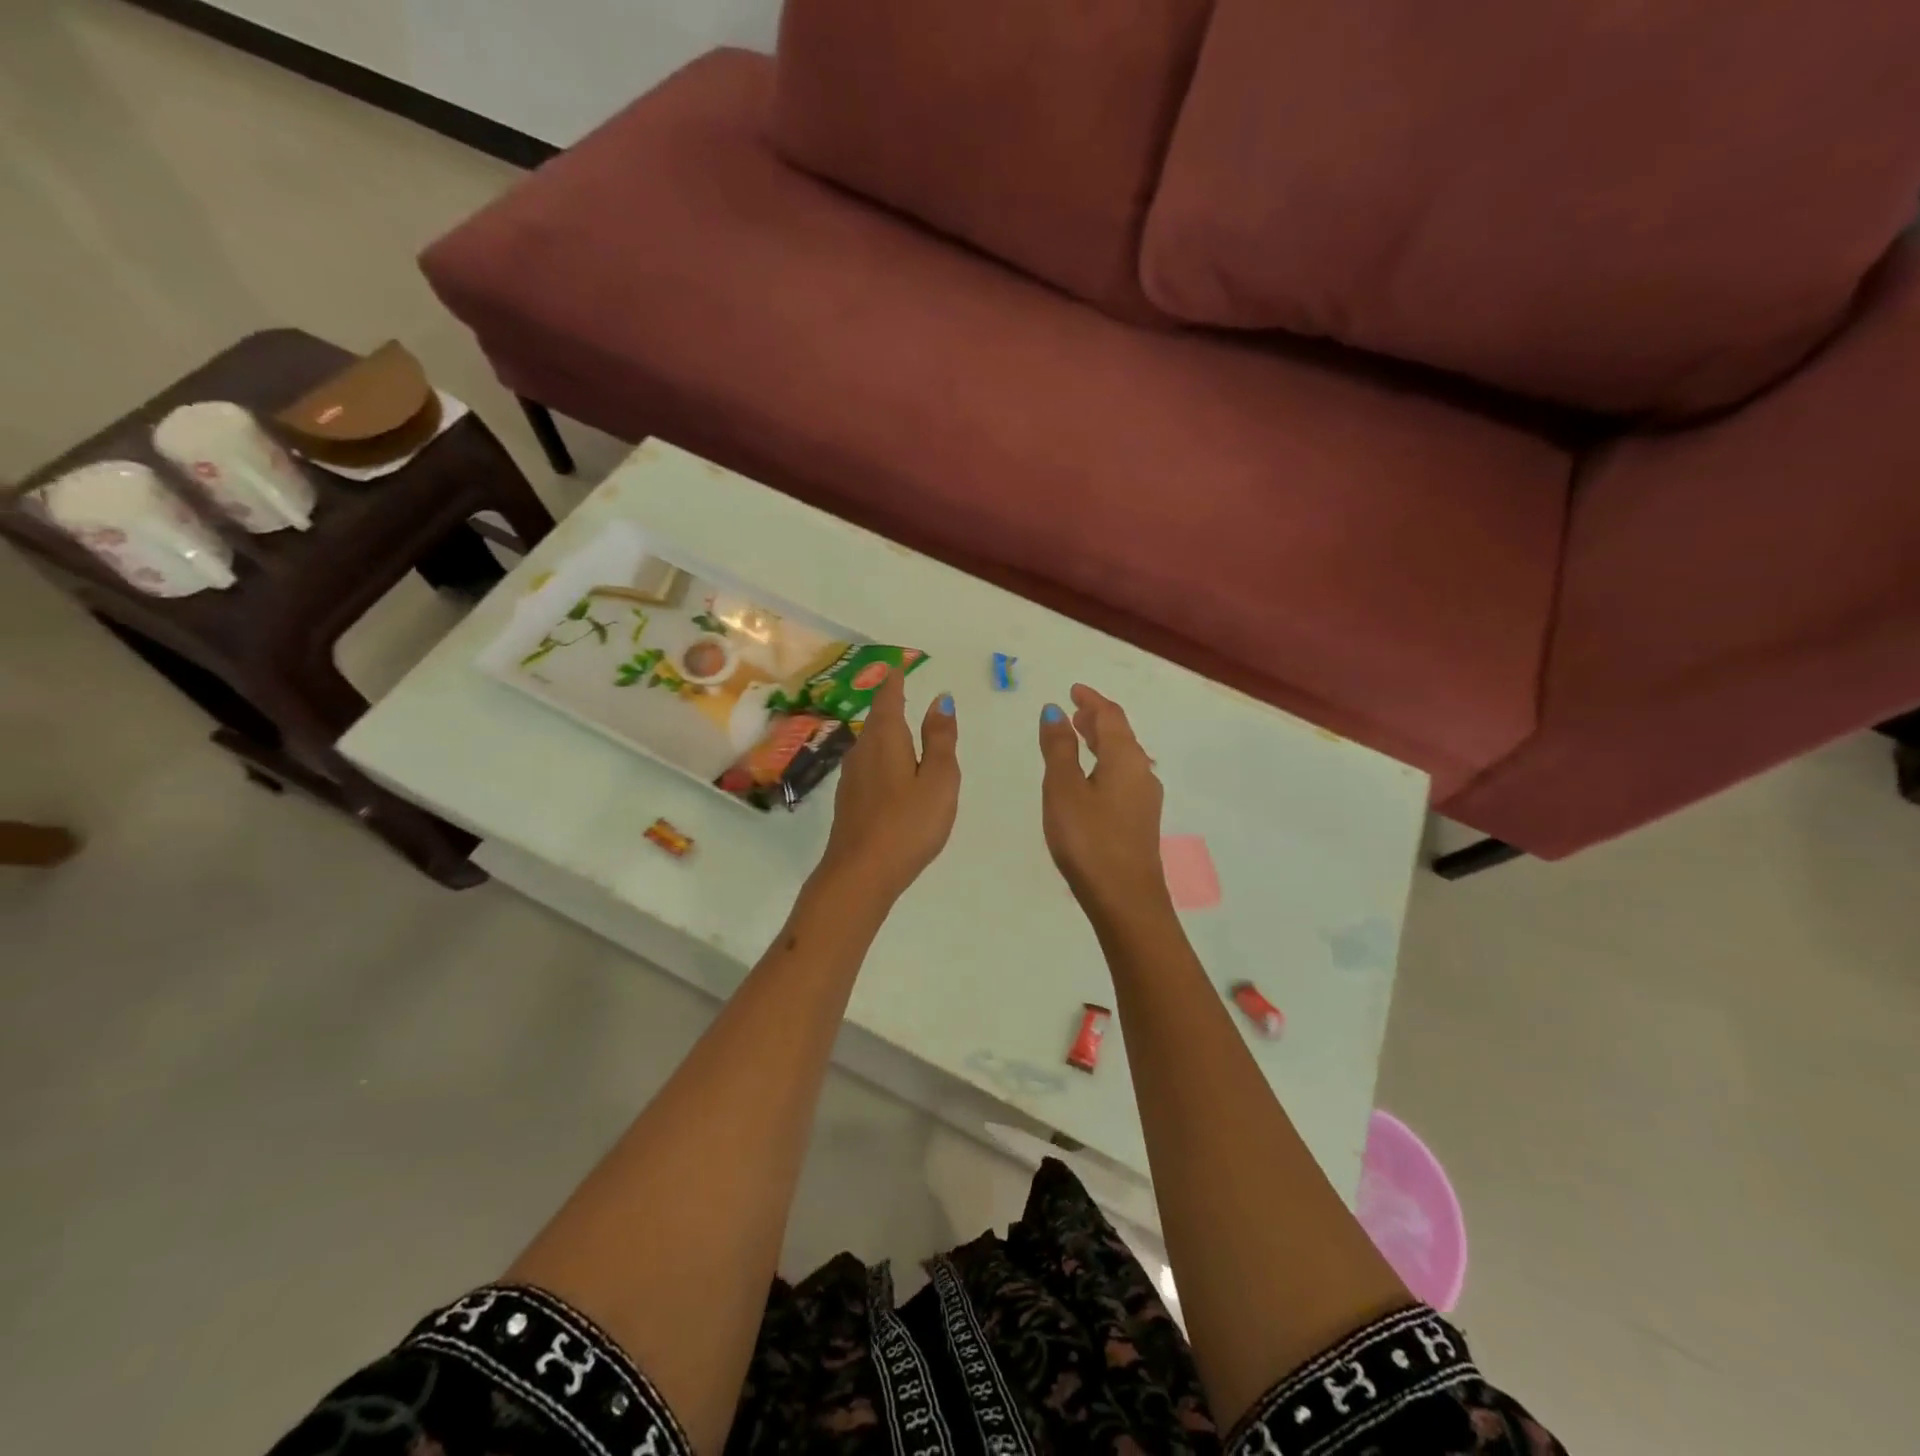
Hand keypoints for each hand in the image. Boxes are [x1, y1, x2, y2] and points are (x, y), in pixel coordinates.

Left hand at [816, 666, 959, 903]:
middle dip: (890, 705)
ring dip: (885, 732)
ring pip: (870, 744)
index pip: (889, 699)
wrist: (860, 873)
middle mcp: (862, 751)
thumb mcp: (938, 780)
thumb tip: (941, 700)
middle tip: (903, 692)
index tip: (899, 667)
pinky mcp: (849, 801)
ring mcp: (851, 777)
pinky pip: (868, 766)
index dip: (895, 681)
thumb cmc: (908, 824)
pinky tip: (891, 772)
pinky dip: (882, 757)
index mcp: (886, 739)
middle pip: (876, 720)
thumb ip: (941, 740)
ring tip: (902, 729)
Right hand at [1038, 684, 1170, 924]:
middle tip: (1074, 711)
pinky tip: (1091, 779)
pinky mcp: (1140, 820)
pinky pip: (1123, 777)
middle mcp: (1141, 772)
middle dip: (1097, 719)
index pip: (1110, 716)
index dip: (1091, 700)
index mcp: (1125, 758)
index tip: (1073, 690)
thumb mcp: (1064, 788)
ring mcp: (1145, 798)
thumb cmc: (1089, 839)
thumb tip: (1054, 711)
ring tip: (1079, 738)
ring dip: (1102, 742)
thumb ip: (1059, 748)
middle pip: (1121, 735)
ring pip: (1123, 757)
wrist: (1125, 897)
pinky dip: (1105, 764)